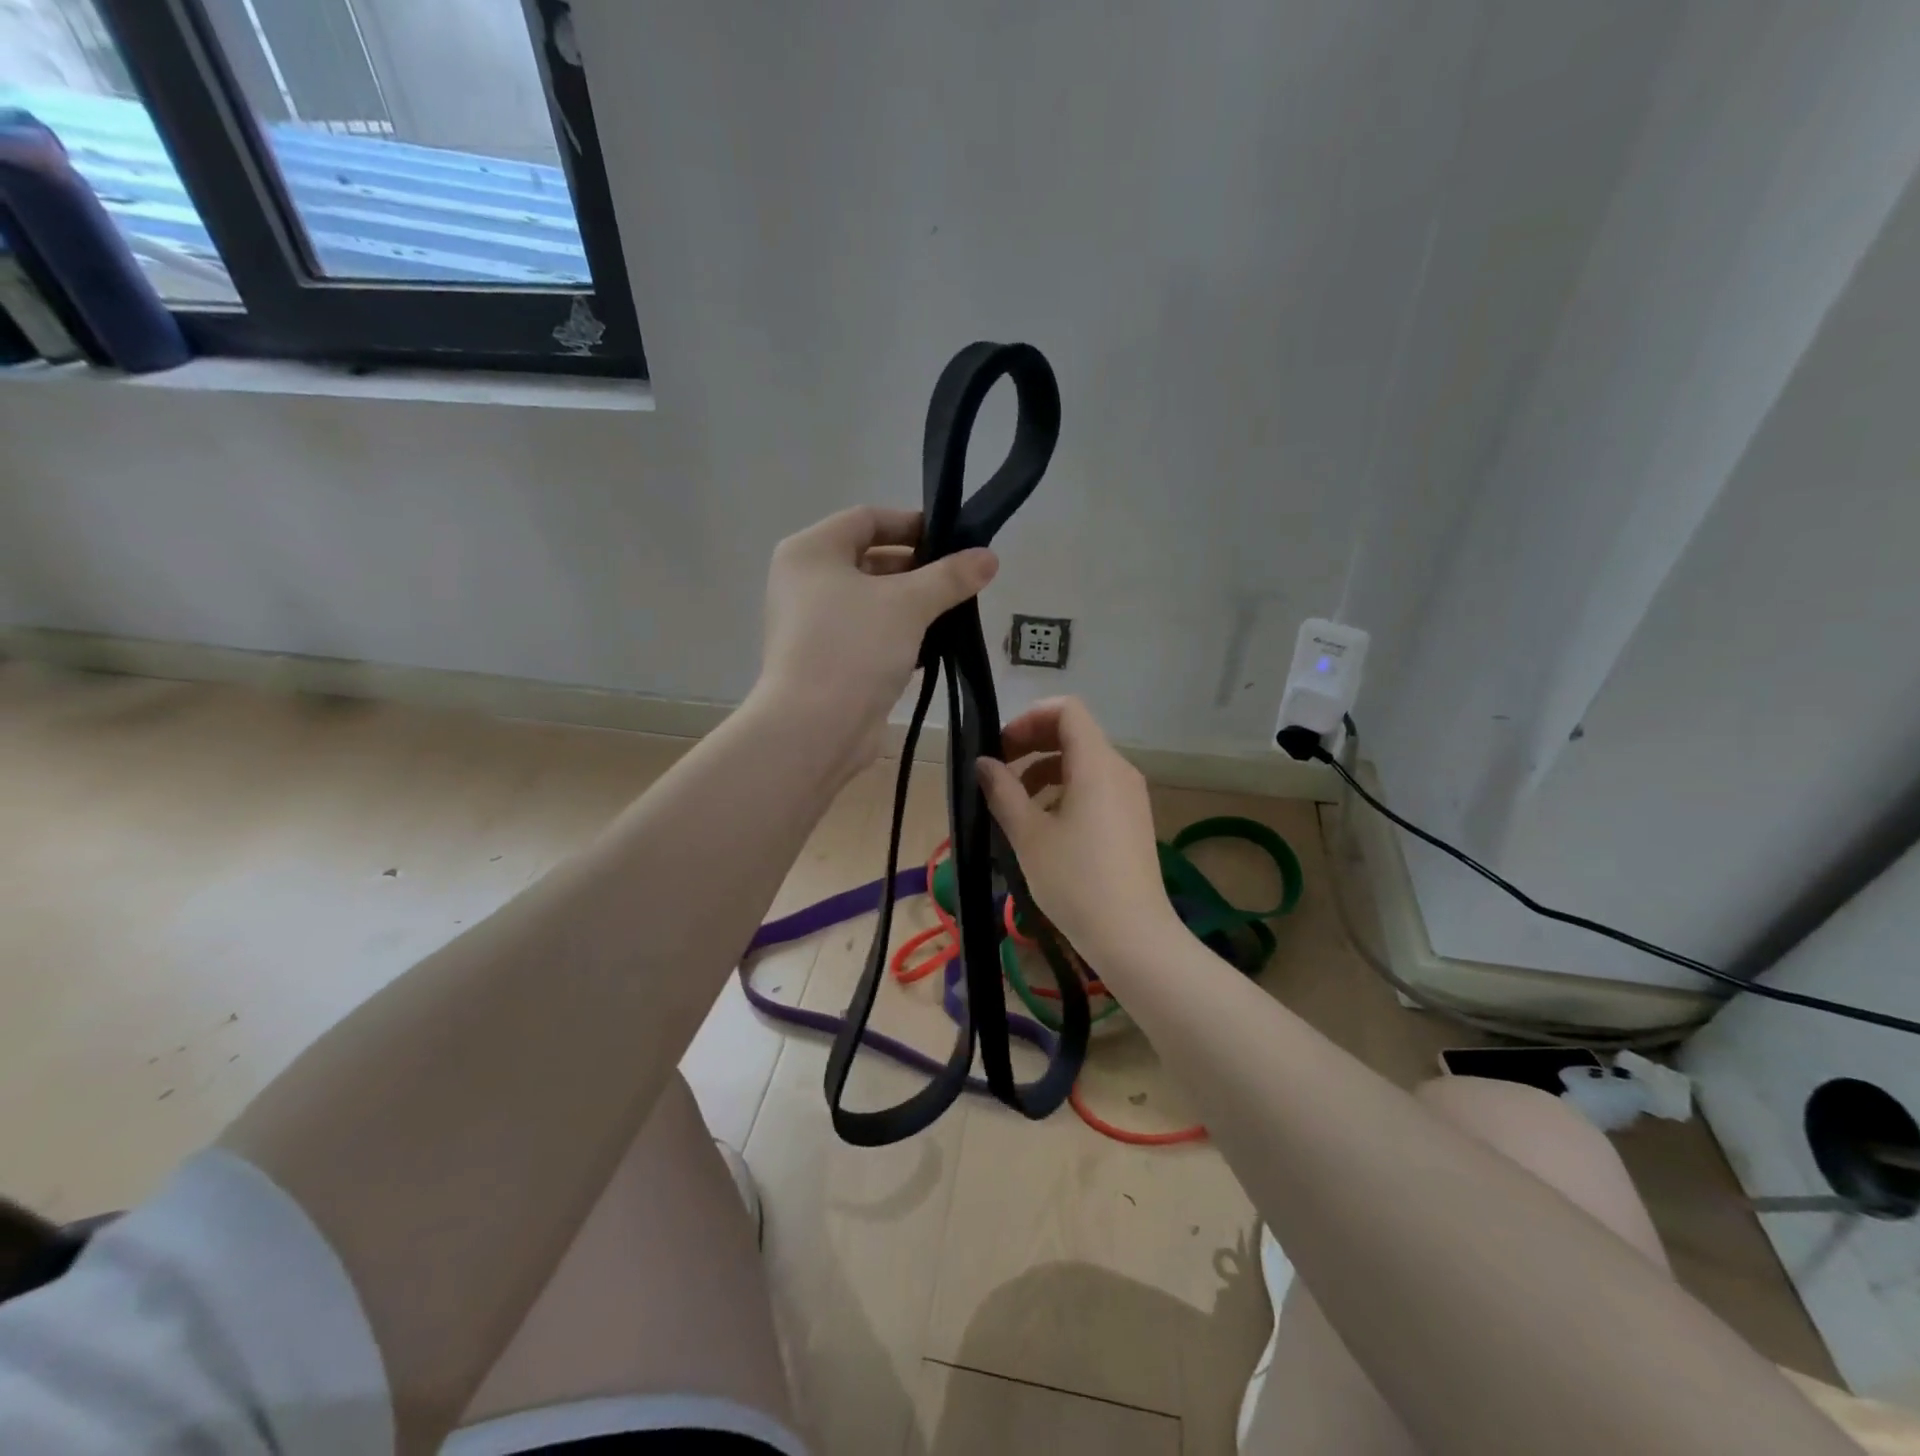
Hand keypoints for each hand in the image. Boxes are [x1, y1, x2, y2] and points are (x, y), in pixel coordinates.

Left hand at [755, 506, 996, 773]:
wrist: (814, 729)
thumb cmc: (854, 648)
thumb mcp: (909, 604)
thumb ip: (950, 576)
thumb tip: (989, 556)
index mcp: (811, 552)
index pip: (867, 519)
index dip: (913, 523)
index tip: (955, 539)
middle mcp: (805, 582)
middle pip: (871, 559)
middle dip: (919, 568)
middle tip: (963, 579)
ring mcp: (813, 624)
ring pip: (873, 601)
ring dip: (913, 604)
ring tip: (957, 610)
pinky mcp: (828, 660)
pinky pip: (869, 634)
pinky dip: (899, 634)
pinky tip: (935, 644)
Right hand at [977, 697, 1178, 962]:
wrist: (1133, 936)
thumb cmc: (1076, 881)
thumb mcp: (1028, 835)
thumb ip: (1002, 791)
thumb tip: (983, 763)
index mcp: (1097, 764)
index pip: (1067, 709)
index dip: (1029, 718)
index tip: (1002, 747)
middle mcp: (1119, 770)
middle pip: (1075, 733)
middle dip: (1033, 744)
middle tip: (999, 772)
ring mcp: (1130, 795)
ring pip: (1084, 762)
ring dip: (1045, 770)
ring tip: (1015, 804)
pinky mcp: (1133, 819)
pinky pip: (1096, 786)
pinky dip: (1066, 790)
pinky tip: (1044, 825)